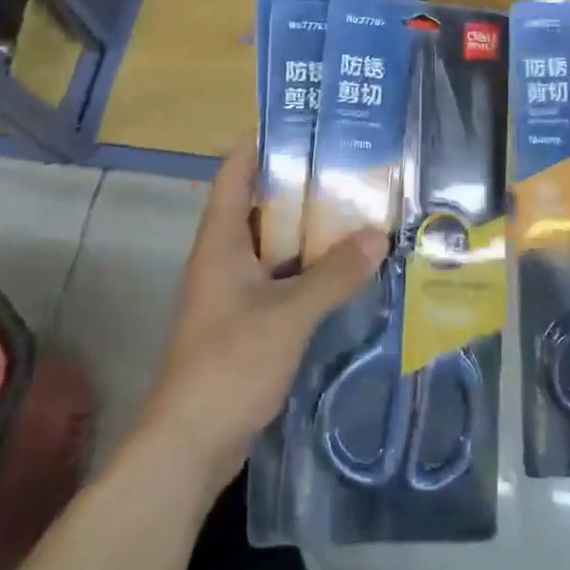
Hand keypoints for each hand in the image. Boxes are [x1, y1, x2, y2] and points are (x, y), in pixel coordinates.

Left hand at [144, 139, 387, 490]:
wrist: (190, 445)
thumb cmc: (230, 363)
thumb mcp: (289, 315)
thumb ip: (333, 274)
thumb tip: (378, 235)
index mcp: (222, 240)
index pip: (236, 171)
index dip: (263, 142)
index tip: (305, 124)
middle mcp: (224, 256)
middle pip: (260, 203)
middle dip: (301, 183)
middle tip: (348, 165)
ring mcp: (232, 290)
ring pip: (273, 242)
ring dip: (308, 228)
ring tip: (355, 208)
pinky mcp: (245, 320)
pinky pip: (279, 277)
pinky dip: (307, 266)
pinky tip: (344, 268)